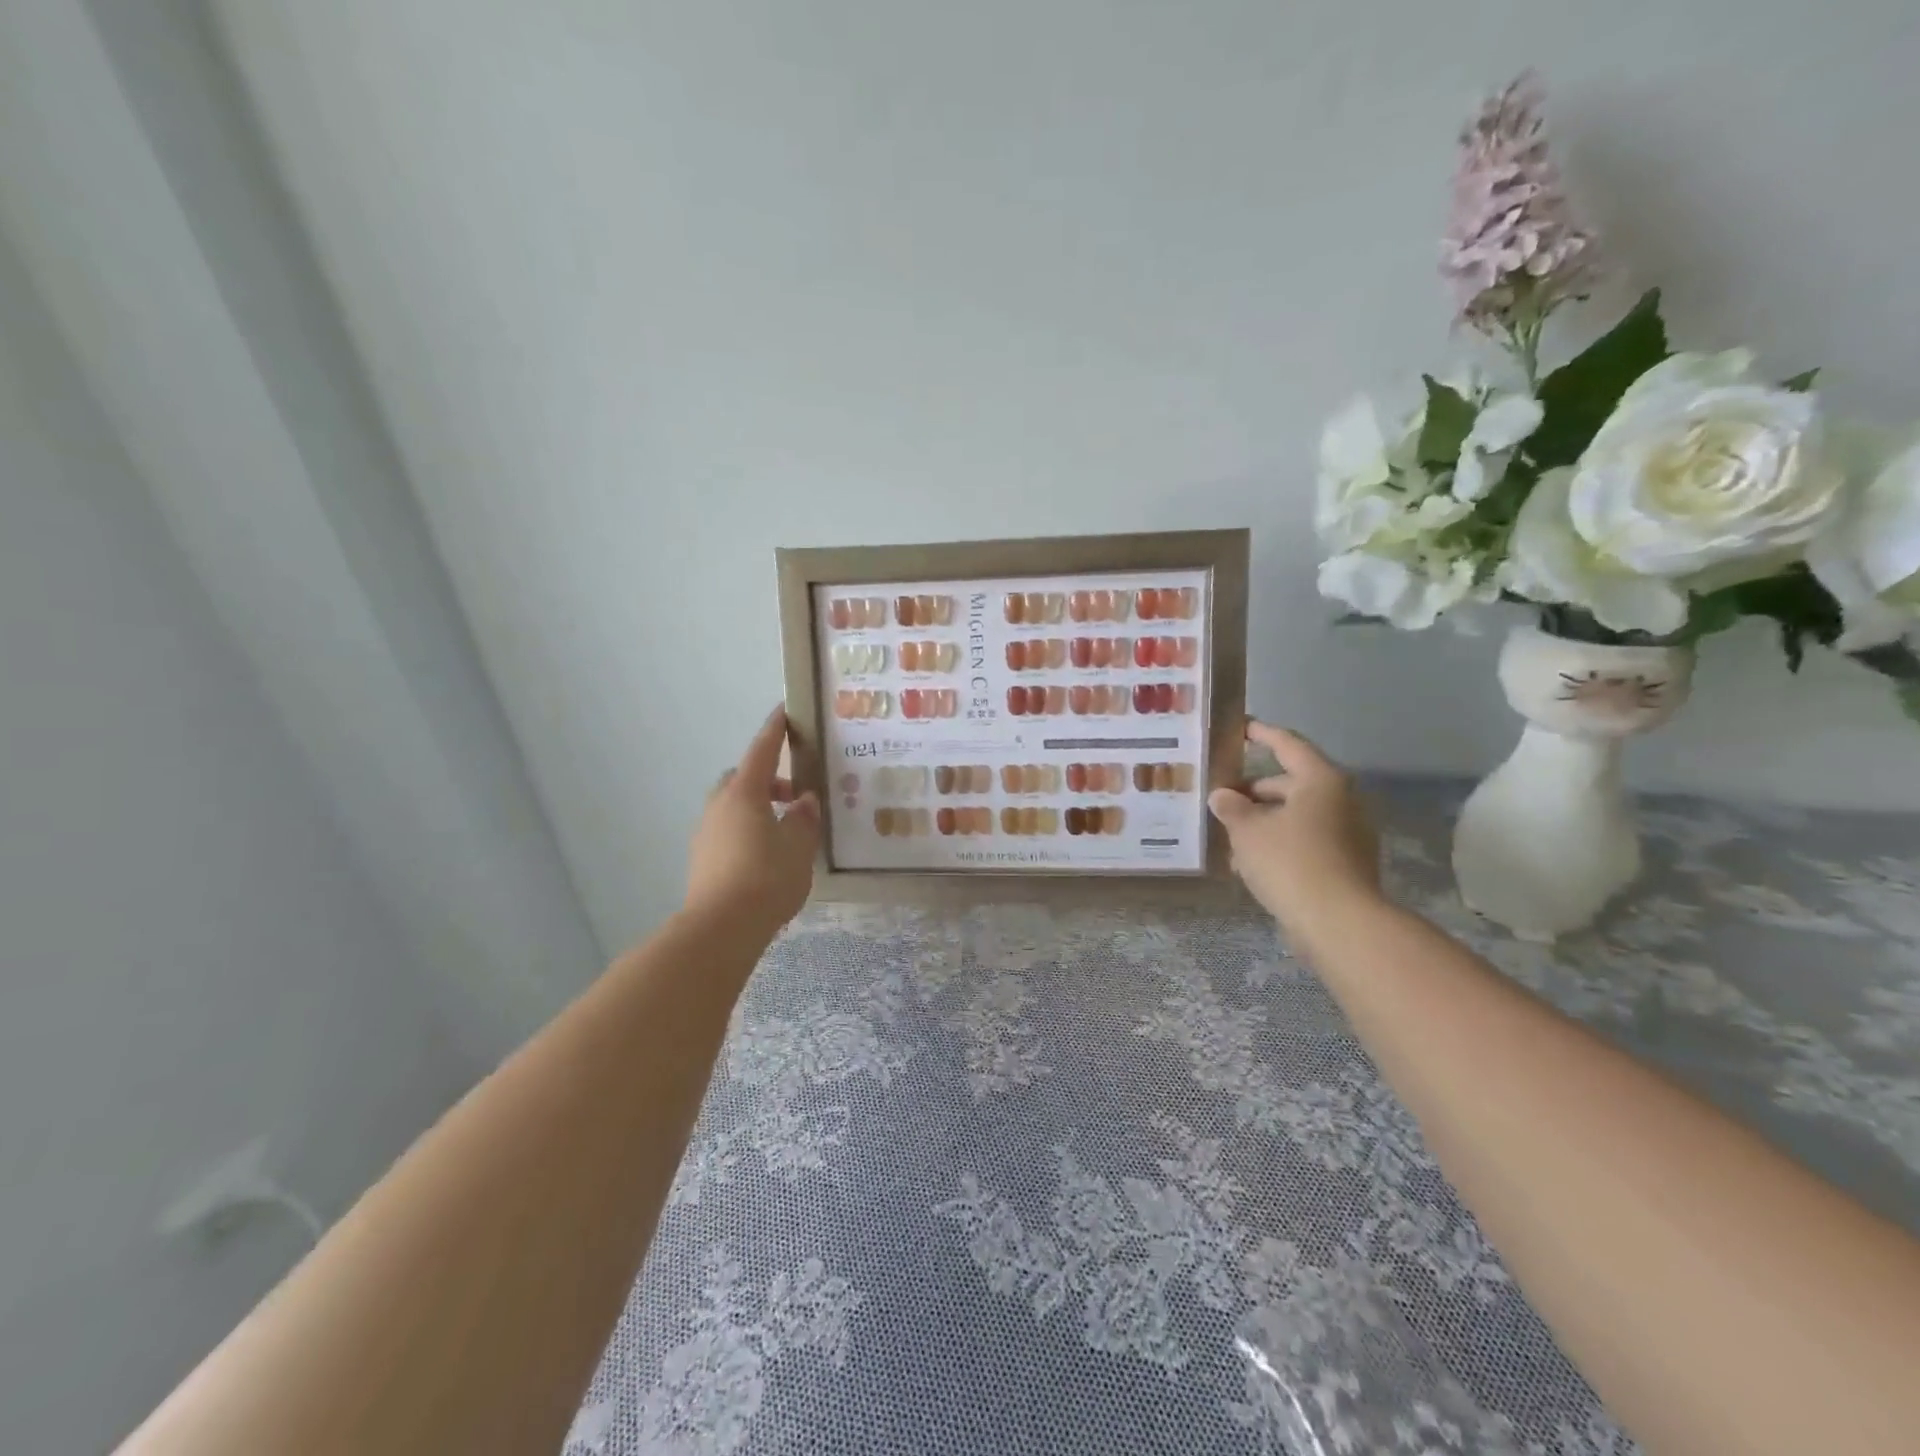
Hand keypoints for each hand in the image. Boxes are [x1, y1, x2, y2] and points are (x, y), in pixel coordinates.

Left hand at [684, 707, 820, 935]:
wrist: (720, 928)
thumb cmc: (766, 878)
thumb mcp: (799, 846)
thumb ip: (804, 819)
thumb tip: (805, 801)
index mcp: (745, 793)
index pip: (762, 750)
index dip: (775, 730)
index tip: (784, 711)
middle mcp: (720, 805)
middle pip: (743, 778)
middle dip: (768, 779)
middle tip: (795, 795)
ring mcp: (706, 832)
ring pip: (733, 806)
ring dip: (758, 807)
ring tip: (785, 829)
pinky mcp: (702, 858)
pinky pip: (728, 829)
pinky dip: (747, 829)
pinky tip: (766, 854)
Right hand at [1207, 722, 1381, 935]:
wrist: (1339, 923)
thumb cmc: (1290, 862)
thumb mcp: (1248, 830)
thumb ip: (1231, 808)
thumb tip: (1222, 796)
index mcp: (1320, 780)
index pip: (1287, 745)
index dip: (1261, 734)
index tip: (1240, 728)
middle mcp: (1340, 800)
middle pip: (1290, 784)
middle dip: (1253, 791)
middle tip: (1220, 797)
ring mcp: (1346, 834)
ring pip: (1294, 816)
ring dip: (1262, 822)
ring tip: (1226, 834)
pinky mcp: (1344, 863)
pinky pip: (1304, 842)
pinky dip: (1277, 844)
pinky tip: (1247, 863)